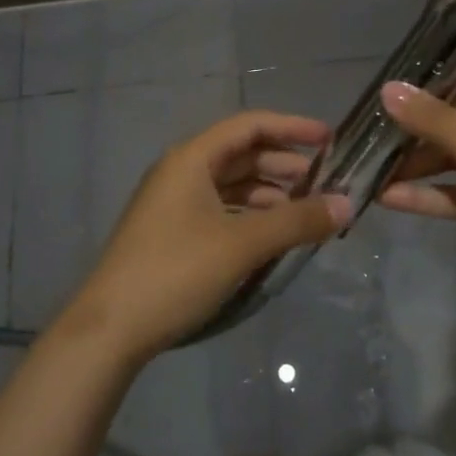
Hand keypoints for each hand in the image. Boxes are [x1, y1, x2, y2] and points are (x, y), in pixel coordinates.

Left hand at [58, 112, 350, 364]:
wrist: (109, 329)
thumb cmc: (176, 272)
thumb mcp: (242, 244)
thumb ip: (296, 221)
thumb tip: (346, 204)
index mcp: (191, 158)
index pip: (249, 126)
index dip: (291, 127)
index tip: (330, 139)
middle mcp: (181, 171)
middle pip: (241, 153)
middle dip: (284, 163)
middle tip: (326, 181)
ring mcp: (174, 203)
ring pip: (231, 184)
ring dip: (270, 192)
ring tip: (307, 210)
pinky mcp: (172, 232)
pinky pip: (221, 209)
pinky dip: (250, 214)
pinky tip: (274, 234)